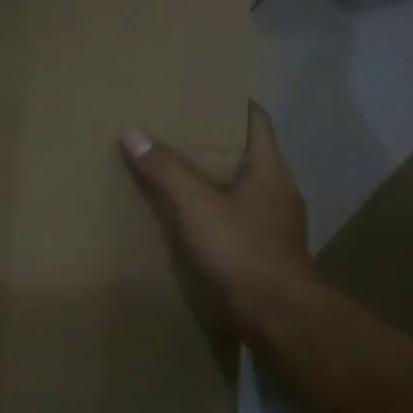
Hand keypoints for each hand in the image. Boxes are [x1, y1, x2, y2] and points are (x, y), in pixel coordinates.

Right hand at [121, 102, 325, 342]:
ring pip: (244, 189)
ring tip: (180, 174)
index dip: (234, 104)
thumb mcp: (196, 206)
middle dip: (217, 143)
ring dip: (217, 180)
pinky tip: (194, 220)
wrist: (279, 317)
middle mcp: (279, 191)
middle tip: (179, 132)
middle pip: (249, 154)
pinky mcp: (268, 252)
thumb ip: (166, 170)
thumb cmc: (242, 250)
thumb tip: (132, 133)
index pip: (257, 121)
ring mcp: (277, 224)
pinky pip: (240, 218)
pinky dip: (218, 211)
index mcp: (270, 169)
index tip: (206, 95)